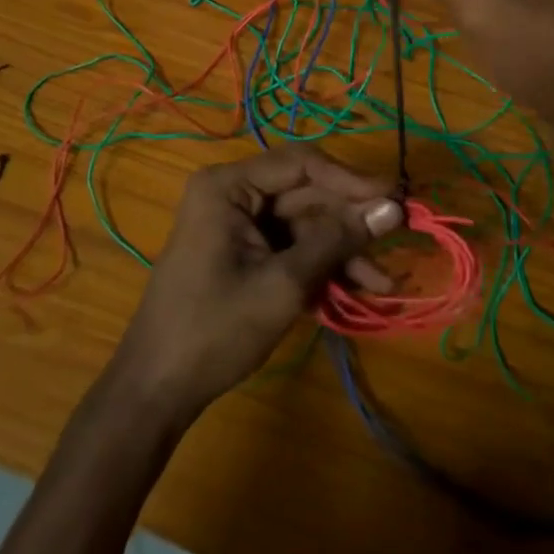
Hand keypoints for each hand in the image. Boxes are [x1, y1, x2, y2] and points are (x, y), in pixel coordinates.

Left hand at [112, 148, 401, 425]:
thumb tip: (392, 207)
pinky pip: (291, 247)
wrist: (157, 390)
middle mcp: (232, 194)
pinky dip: (321, 266)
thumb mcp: (283, 284)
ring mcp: (237, 225)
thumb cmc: (214, 329)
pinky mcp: (244, 253)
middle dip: (350, 223)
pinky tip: (356, 289)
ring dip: (341, 251)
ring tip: (382, 283)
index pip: (302, 164)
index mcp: (229, 186)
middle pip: (306, 195)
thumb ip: (337, 241)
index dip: (351, 180)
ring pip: (304, 224)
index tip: (395, 199)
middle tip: (397, 240)